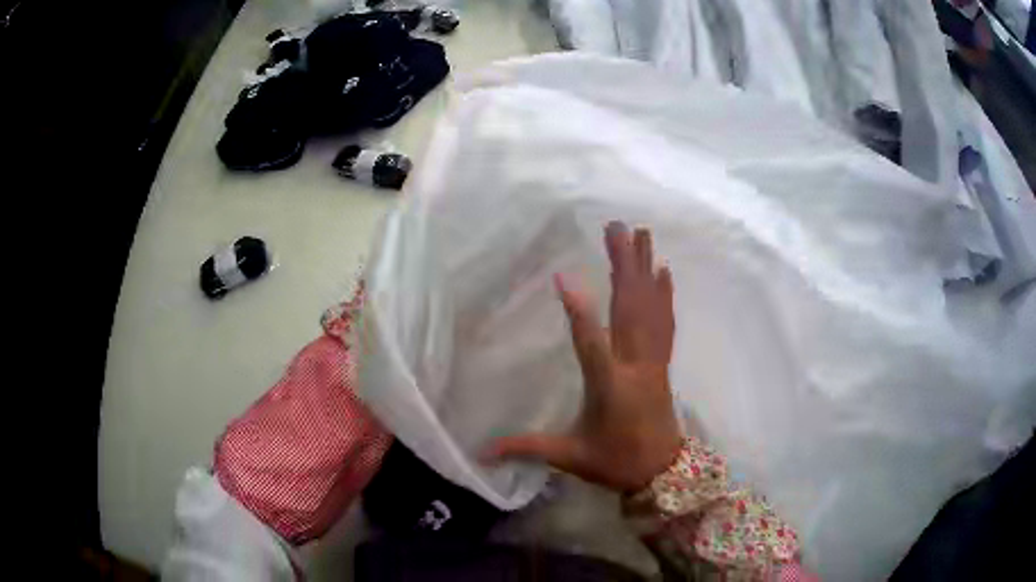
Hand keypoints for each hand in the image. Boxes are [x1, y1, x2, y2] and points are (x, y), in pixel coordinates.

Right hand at [487, 222, 682, 492]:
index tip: (563, 276)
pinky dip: (665, 294)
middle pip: (629, 310)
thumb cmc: (615, 463)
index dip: (578, 311)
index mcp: (609, 388)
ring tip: (641, 233)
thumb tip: (481, 453)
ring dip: (645, 268)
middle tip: (616, 227)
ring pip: (650, 309)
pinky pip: (666, 322)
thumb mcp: (570, 458)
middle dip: (622, 265)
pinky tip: (664, 271)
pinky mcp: (663, 362)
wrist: (664, 472)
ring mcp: (653, 361)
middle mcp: (635, 366)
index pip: (591, 344)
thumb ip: (527, 448)